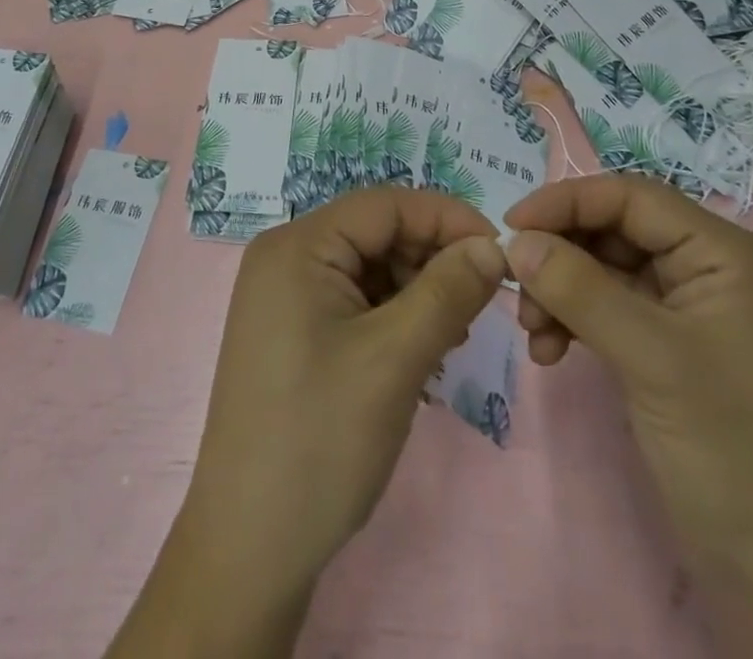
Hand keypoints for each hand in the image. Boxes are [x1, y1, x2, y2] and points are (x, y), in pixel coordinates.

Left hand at [107, 187, 505, 658]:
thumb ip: (448, 291)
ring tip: (453, 338)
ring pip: (369, 269)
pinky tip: (422, 356)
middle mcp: (286, 258)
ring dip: (418, 292)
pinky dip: (394, 318)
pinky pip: (354, 302)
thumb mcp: (395, 358)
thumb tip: (492, 245)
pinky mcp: (292, 333)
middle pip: (376, 234)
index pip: (385, 205)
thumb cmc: (321, 439)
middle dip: (432, 260)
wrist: (250, 547)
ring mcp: (285, 297)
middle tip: (482, 304)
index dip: (446, 219)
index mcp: (297, 246)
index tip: (501, 253)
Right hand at [503, 175, 752, 658]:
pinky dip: (578, 322)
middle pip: (617, 231)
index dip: (567, 202)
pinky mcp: (679, 354)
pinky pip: (615, 311)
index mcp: (729, 256)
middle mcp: (715, 272)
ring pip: (609, 271)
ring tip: (533, 332)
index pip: (633, 198)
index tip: (509, 227)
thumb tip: (514, 240)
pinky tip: (552, 352)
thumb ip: (579, 289)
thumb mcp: (652, 360)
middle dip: (562, 255)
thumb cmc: (736, 456)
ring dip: (563, 291)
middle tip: (514, 288)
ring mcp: (697, 315)